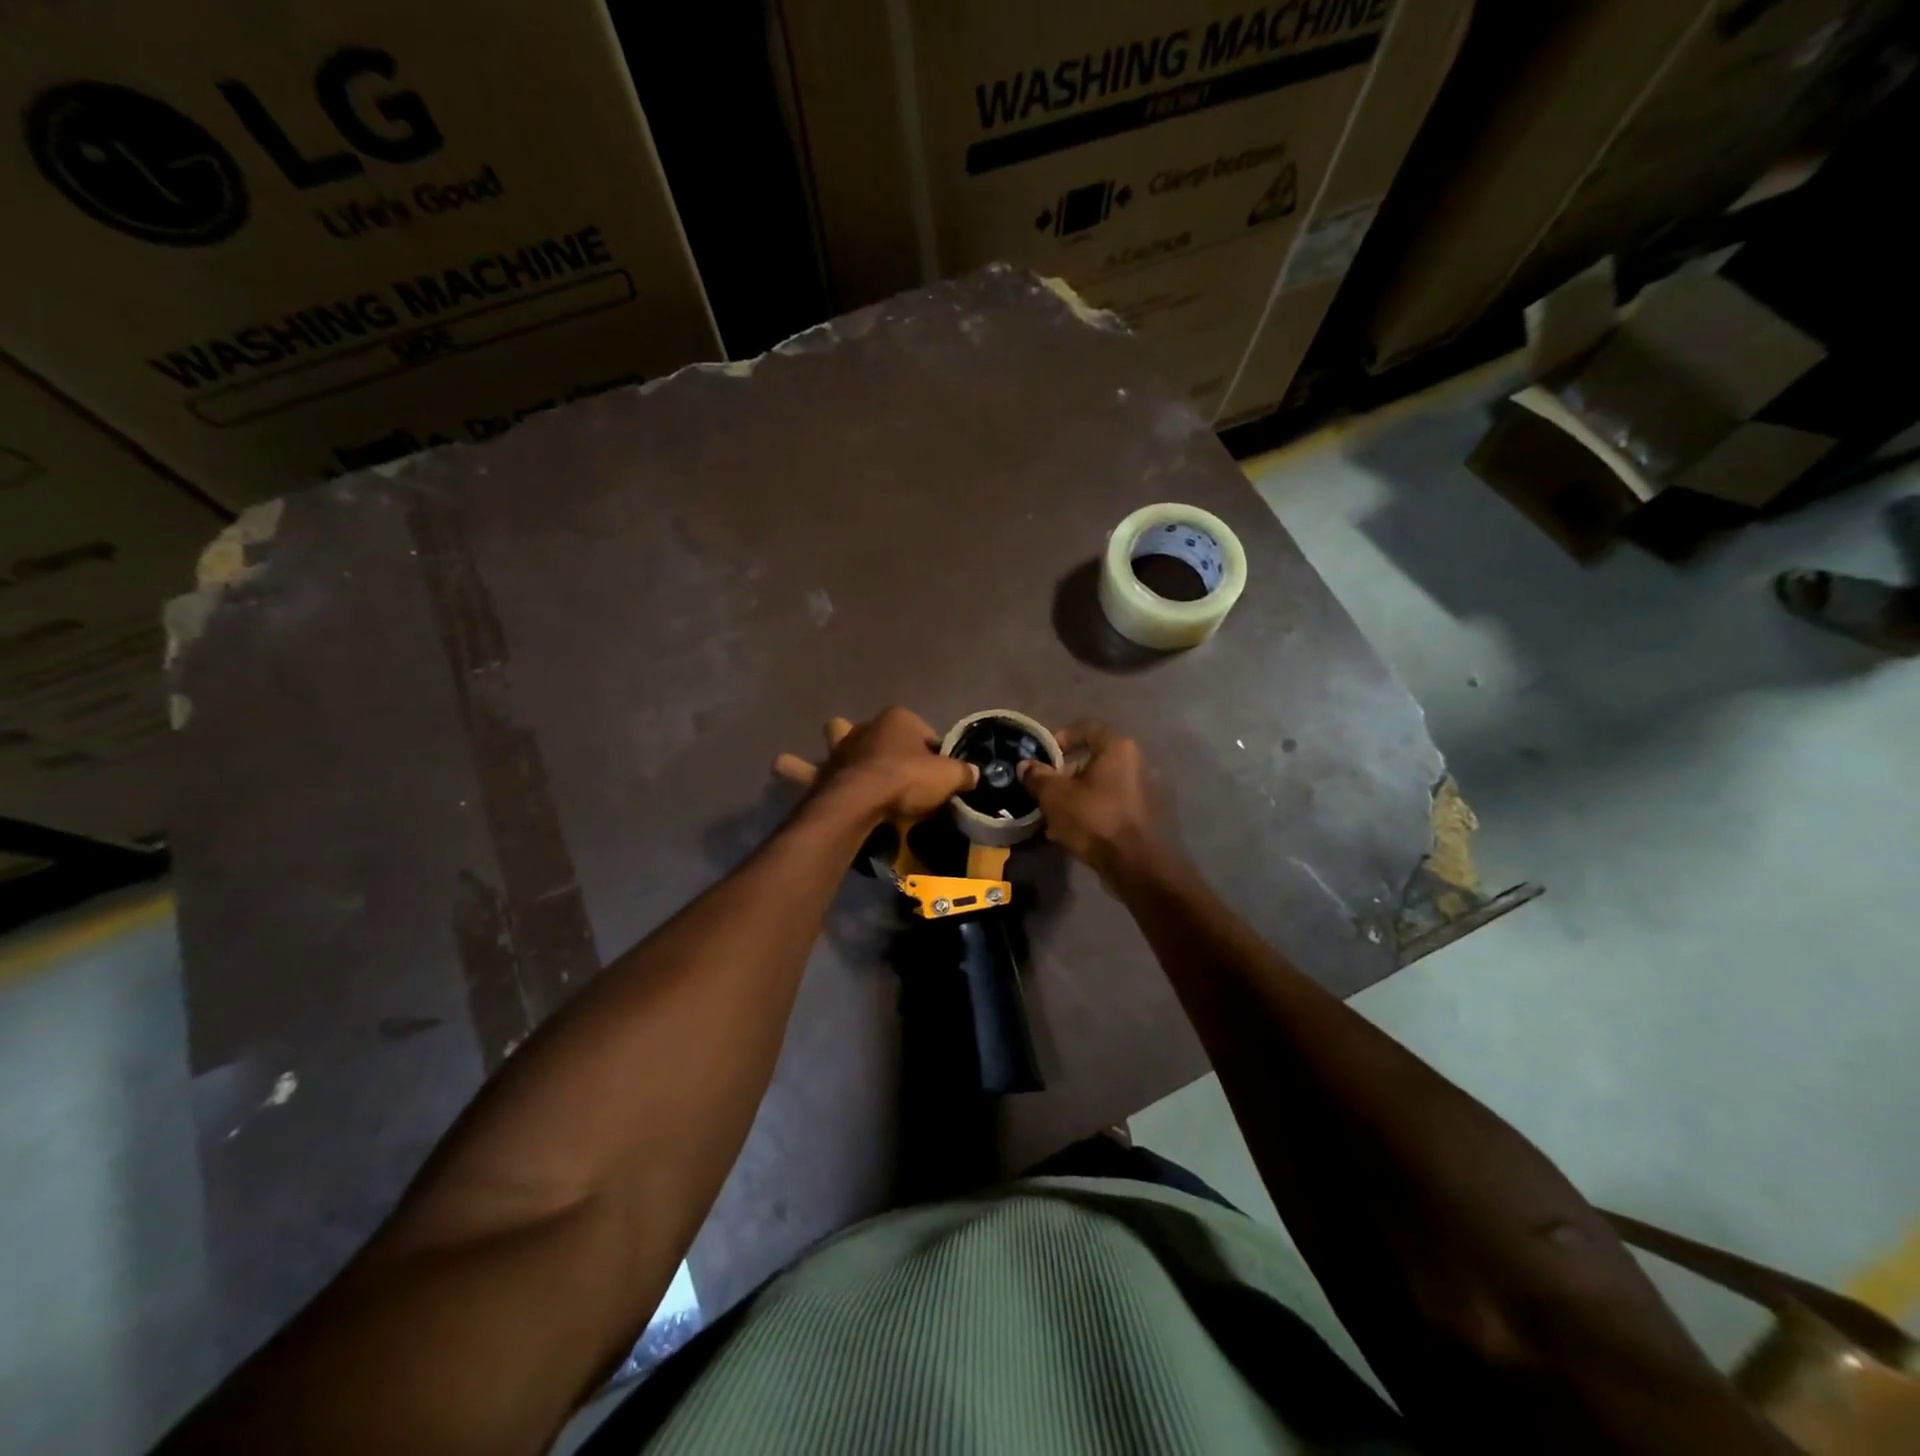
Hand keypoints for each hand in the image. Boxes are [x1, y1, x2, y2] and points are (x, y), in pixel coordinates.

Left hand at [775, 709, 976, 824]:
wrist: (862, 798)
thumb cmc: (909, 779)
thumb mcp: (949, 777)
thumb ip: (963, 773)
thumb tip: (975, 774)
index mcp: (898, 719)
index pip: (923, 733)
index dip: (932, 753)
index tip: (938, 775)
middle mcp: (866, 728)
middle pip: (875, 728)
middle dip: (878, 738)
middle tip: (889, 764)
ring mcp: (840, 749)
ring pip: (834, 735)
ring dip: (834, 745)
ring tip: (835, 759)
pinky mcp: (821, 773)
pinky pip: (802, 769)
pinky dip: (795, 768)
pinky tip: (782, 765)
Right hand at [1018, 721, 1161, 876]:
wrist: (1133, 863)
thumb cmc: (1093, 818)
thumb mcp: (1055, 795)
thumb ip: (1038, 776)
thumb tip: (1026, 765)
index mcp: (1117, 747)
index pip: (1086, 727)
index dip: (1060, 738)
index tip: (1043, 756)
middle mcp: (1135, 762)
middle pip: (1093, 757)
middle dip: (1066, 771)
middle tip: (1046, 786)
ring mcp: (1142, 789)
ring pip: (1100, 783)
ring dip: (1076, 793)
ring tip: (1054, 812)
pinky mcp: (1143, 814)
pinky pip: (1110, 803)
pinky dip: (1091, 809)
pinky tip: (1071, 829)